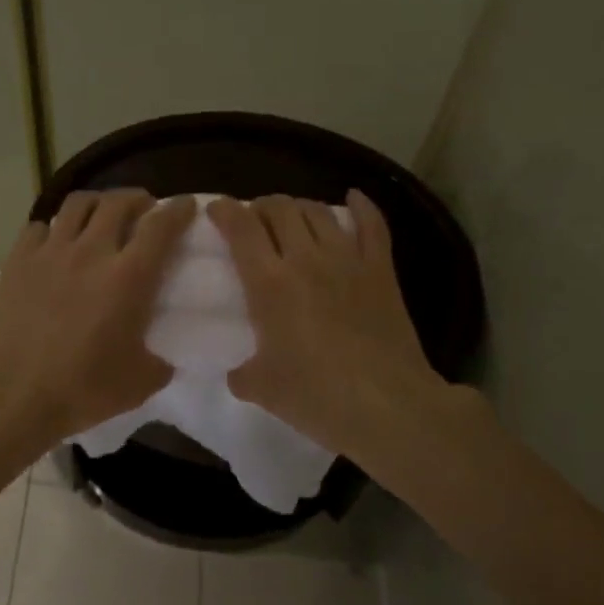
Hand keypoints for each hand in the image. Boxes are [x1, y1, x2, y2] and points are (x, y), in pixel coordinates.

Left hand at [0, 190, 197, 446]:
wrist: (15, 394)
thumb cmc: (83, 389)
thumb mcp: (140, 383)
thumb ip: (160, 362)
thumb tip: (165, 358)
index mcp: (129, 277)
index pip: (160, 226)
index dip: (177, 210)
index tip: (185, 204)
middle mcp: (91, 252)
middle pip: (118, 202)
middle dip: (137, 198)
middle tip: (144, 209)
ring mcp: (50, 252)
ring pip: (78, 204)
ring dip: (97, 202)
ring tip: (102, 214)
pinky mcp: (18, 260)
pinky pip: (38, 227)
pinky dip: (53, 228)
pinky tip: (55, 243)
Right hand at [208, 192, 489, 479]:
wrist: (388, 406)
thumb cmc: (317, 396)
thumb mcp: (262, 389)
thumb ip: (242, 374)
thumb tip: (238, 372)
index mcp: (269, 283)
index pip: (241, 228)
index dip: (224, 210)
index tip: (215, 209)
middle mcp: (306, 259)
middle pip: (279, 209)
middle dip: (261, 206)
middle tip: (254, 220)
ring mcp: (347, 260)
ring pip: (319, 211)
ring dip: (299, 206)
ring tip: (292, 216)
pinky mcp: (381, 271)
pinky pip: (373, 225)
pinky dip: (362, 207)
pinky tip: (354, 198)